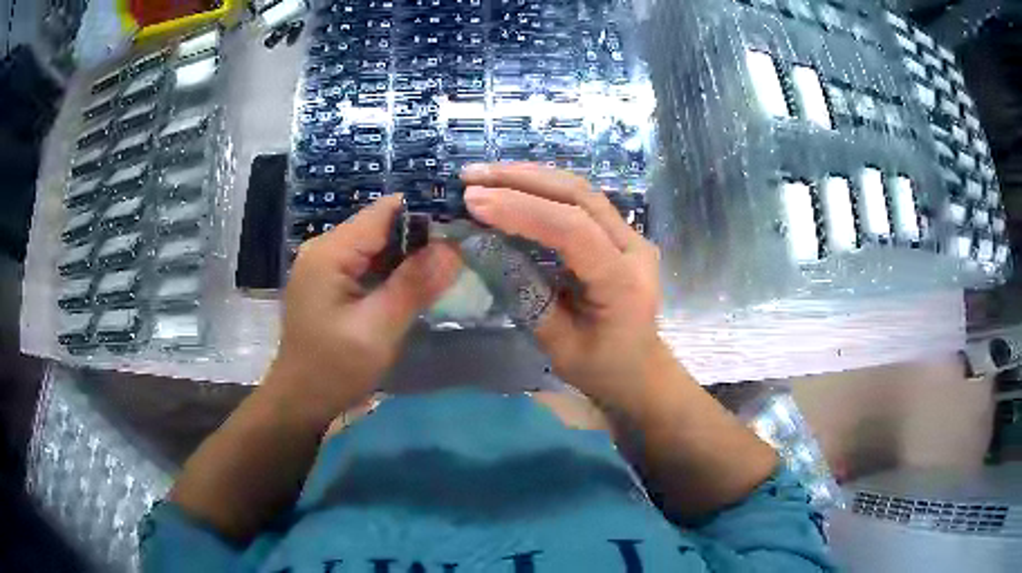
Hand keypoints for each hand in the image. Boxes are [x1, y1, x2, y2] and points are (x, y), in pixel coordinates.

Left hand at [266, 195, 460, 426]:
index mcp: (330, 252)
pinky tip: (412, 285)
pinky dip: (391, 270)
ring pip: (375, 245)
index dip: (424, 215)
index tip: (460, 229)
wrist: (301, 399)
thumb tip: (453, 248)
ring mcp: (324, 264)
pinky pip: (366, 263)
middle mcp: (324, 248)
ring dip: (407, 255)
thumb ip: (414, 285)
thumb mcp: (379, 329)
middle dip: (419, 237)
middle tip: (458, 256)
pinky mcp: (328, 281)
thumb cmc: (335, 368)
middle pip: (380, 226)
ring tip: (444, 268)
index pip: (384, 212)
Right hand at [461, 163, 662, 405]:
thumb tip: (484, 248)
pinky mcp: (620, 233)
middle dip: (520, 180)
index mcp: (622, 282)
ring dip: (530, 177)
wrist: (641, 371)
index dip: (521, 209)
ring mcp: (631, 236)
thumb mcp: (559, 346)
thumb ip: (526, 296)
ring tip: (484, 175)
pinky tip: (513, 185)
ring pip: (580, 190)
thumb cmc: (603, 369)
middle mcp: (634, 248)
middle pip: (578, 196)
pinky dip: (543, 188)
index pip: (572, 230)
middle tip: (471, 177)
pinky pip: (581, 201)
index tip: (473, 201)